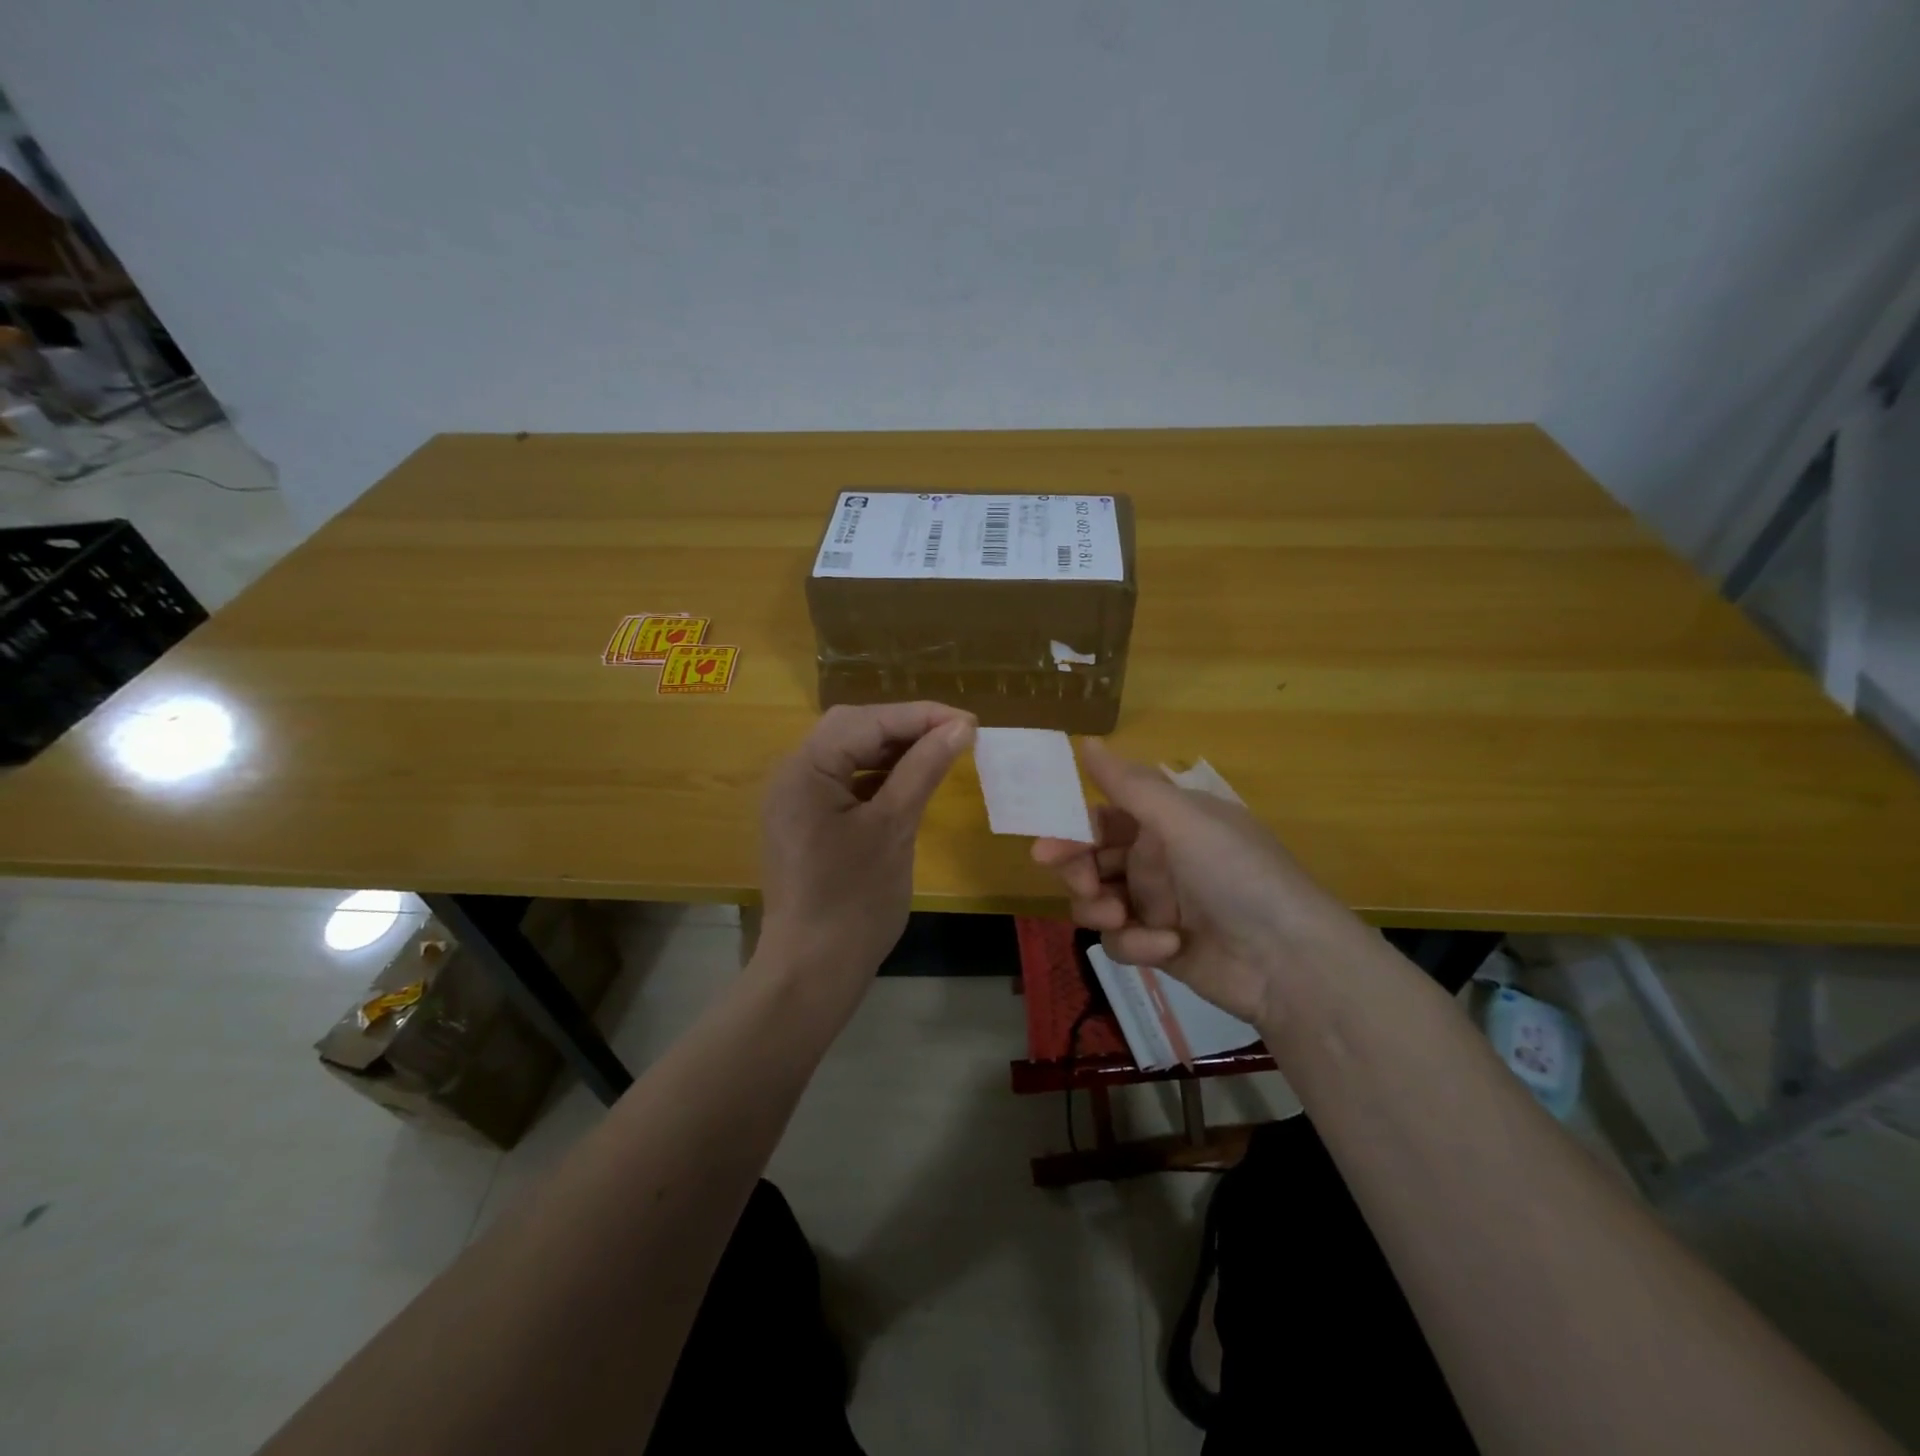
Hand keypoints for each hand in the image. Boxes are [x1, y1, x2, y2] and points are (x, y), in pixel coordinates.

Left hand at [759, 702, 975, 1002]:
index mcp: (805, 769)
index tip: (971, 722)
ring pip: (850, 753)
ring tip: (942, 752)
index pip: (867, 721)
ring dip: (894, 750)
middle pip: (853, 729)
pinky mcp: (807, 820)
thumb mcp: (894, 828)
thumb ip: (923, 769)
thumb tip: (961, 728)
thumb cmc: (855, 901)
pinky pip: (845, 781)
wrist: (812, 971)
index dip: (922, 716)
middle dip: (906, 727)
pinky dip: (879, 776)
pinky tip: (911, 780)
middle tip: (957, 735)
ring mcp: (797, 798)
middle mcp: (793, 773)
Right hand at [1032, 740, 1373, 1031]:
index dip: (1073, 829)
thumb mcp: (1183, 820)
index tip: (1046, 846)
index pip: (1104, 817)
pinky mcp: (1159, 947)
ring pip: (1098, 901)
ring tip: (1116, 916)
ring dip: (1099, 907)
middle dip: (1078, 870)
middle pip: (1092, 860)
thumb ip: (1129, 785)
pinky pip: (1122, 940)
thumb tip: (1085, 741)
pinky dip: (1135, 943)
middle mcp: (1158, 859)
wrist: (1289, 960)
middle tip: (1079, 882)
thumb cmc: (1237, 874)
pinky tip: (1164, 946)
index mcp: (1166, 822)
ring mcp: (1157, 905)